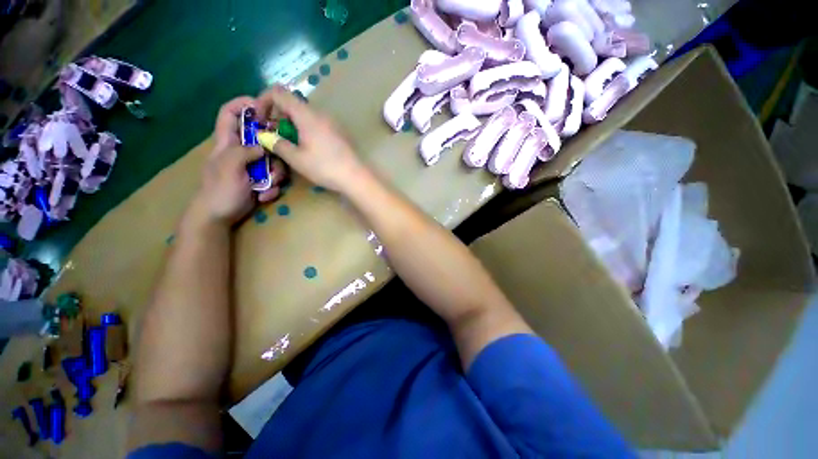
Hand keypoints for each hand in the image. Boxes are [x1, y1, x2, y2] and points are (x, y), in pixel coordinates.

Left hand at [189, 96, 286, 226]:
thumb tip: (263, 144)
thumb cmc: (220, 191)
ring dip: (276, 174)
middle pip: (263, 139)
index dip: (244, 104)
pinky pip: (275, 177)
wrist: (219, 217)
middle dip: (273, 149)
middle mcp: (242, 151)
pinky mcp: (261, 179)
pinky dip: (273, 187)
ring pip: (274, 160)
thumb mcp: (229, 167)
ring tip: (267, 186)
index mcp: (227, 142)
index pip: (230, 113)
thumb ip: (244, 151)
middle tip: (277, 159)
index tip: (263, 106)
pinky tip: (263, 195)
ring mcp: (253, 166)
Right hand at [255, 85, 368, 192]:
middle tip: (274, 136)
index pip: (278, 92)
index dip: (263, 100)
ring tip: (290, 144)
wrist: (356, 177)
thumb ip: (277, 144)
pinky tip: (308, 147)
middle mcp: (320, 113)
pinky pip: (317, 123)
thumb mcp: (297, 158)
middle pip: (292, 103)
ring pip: (305, 115)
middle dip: (277, 115)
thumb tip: (264, 135)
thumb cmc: (325, 167)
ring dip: (292, 124)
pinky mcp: (339, 132)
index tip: (259, 119)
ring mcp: (332, 122)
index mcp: (307, 115)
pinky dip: (305, 129)